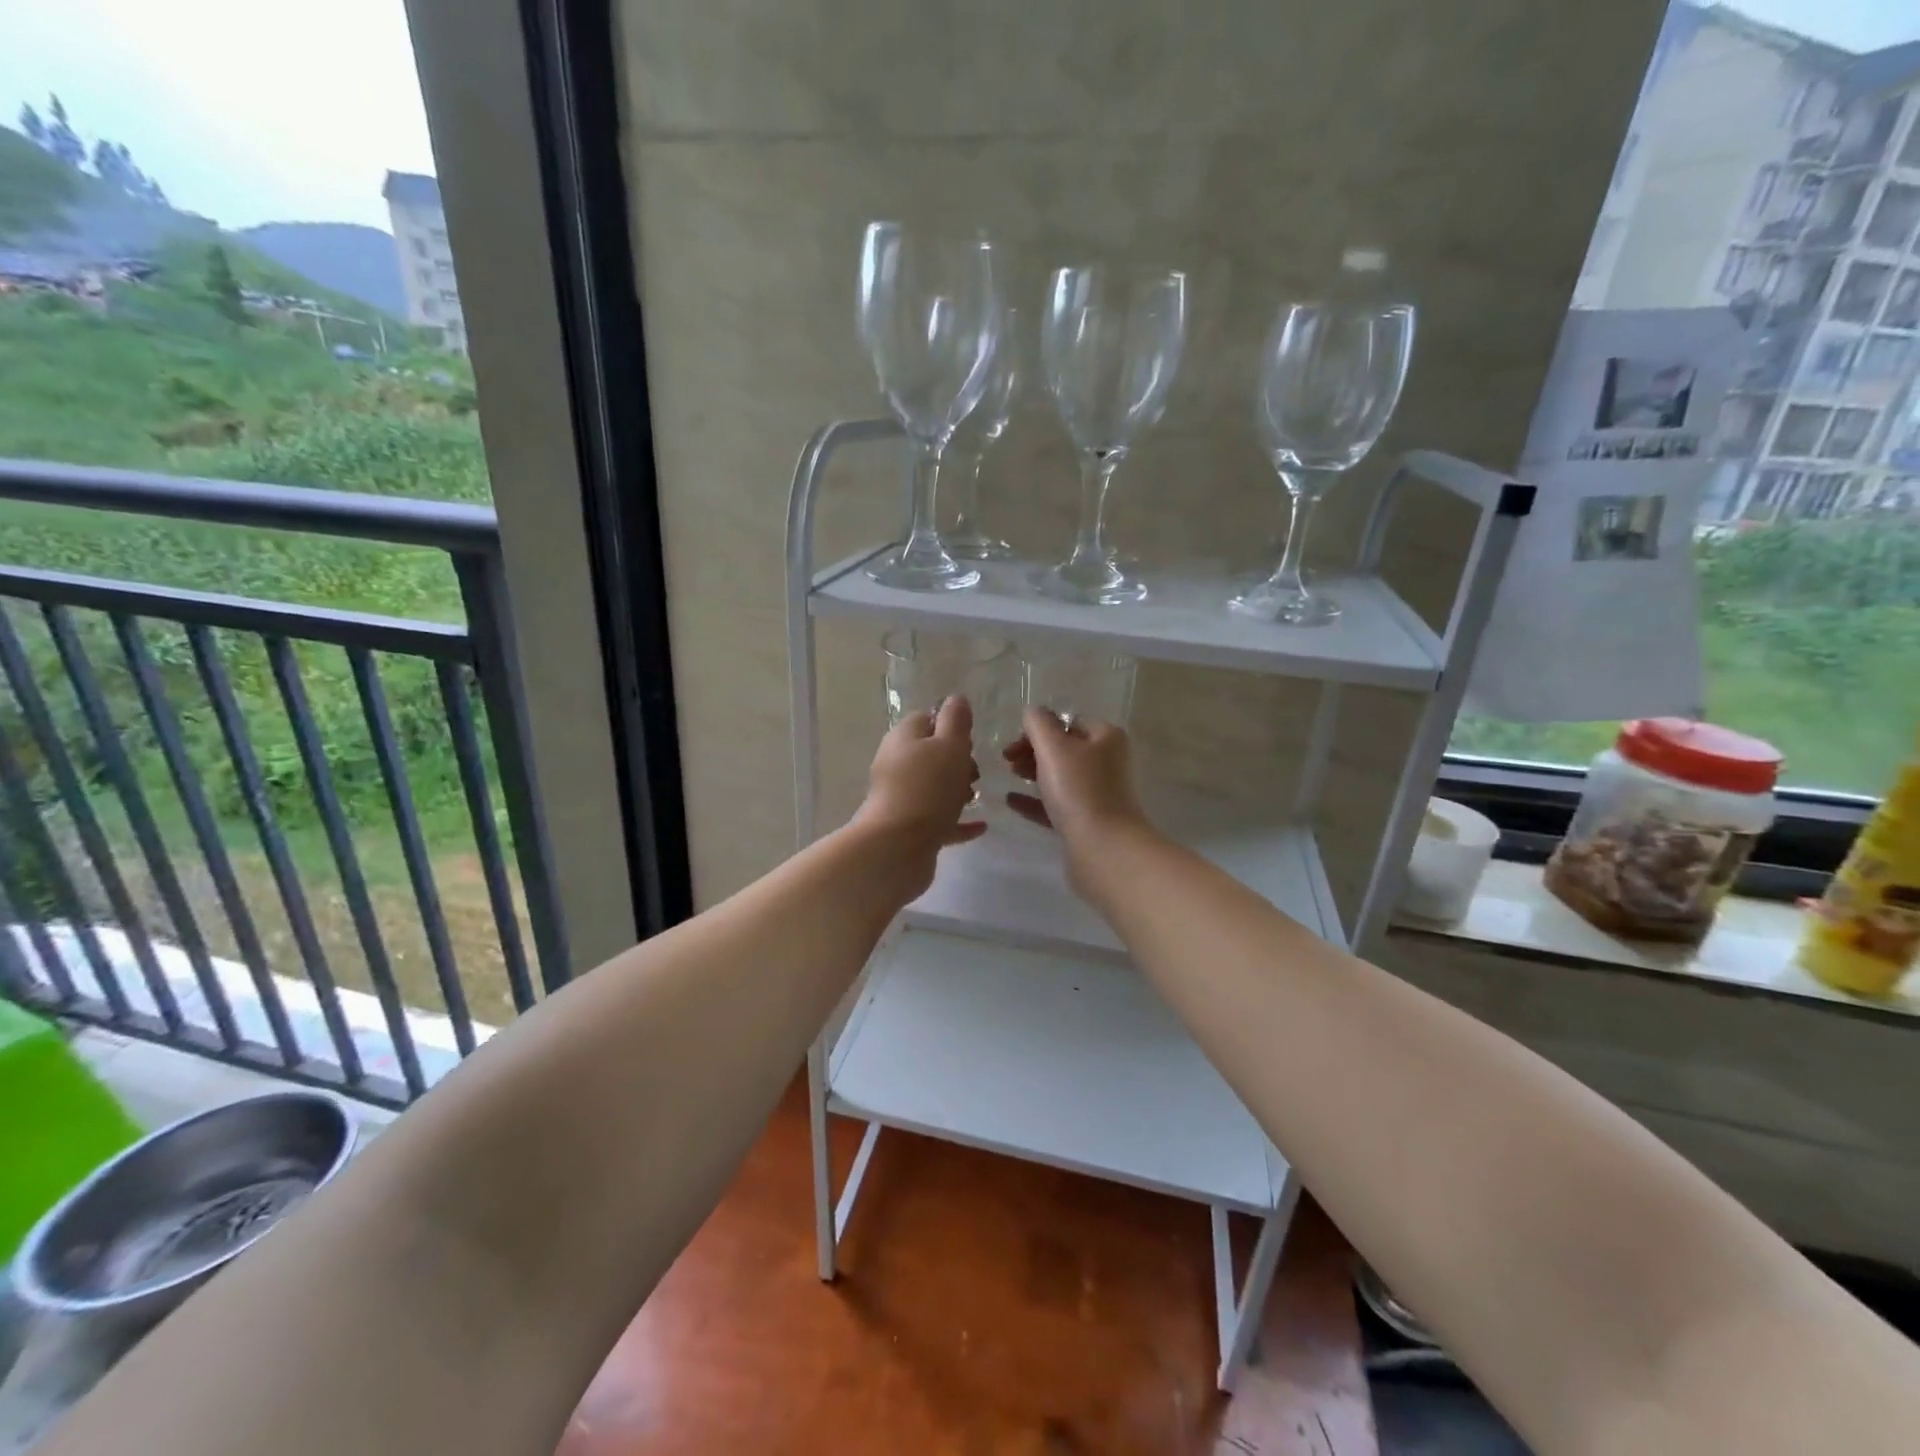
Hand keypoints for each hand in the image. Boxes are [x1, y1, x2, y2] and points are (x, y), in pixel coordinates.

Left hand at [853, 695, 987, 873]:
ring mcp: (900, 798)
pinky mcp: (907, 828)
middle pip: (929, 754)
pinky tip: (980, 826)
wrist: (898, 847)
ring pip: (932, 787)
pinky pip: (937, 819)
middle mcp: (896, 765)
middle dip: (956, 760)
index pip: (925, 719)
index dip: (950, 726)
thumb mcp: (950, 745)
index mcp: (903, 739)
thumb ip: (955, 720)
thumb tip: (956, 698)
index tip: (970, 740)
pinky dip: (956, 821)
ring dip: (955, 790)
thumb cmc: (928, 788)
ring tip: (977, 797)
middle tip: (975, 772)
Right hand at [1002, 708, 1152, 890]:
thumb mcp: (1053, 748)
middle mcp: (1108, 762)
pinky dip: (1035, 801)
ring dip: (1034, 773)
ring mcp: (1100, 794)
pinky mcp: (1089, 822)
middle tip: (1008, 761)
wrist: (1103, 849)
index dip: (1039, 728)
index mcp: (1106, 738)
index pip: (1069, 721)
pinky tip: (1012, 802)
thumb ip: (1038, 723)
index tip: (1014, 743)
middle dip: (1034, 751)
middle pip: (1065, 749)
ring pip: (1061, 777)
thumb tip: (1033, 713)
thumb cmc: (1079, 790)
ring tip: (1010, 777)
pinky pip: (1058, 804)